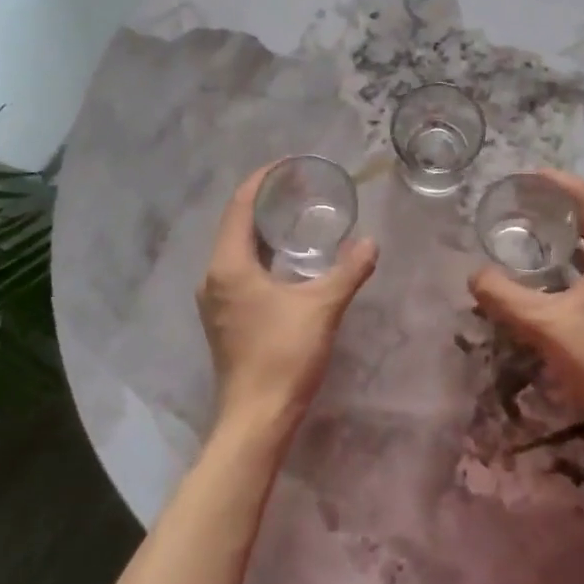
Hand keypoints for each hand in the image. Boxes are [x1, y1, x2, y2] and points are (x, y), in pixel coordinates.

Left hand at [197, 164, 377, 443]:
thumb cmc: (284, 355)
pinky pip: (238, 271)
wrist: (256, 418)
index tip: (286, 166)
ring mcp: (214, 301)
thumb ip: (349, 270)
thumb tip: (371, 242)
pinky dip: (259, 255)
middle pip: (235, 225)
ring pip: (236, 250)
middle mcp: (213, 277)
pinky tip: (285, 261)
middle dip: (264, 204)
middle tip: (298, 189)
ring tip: (294, 217)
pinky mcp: (223, 319)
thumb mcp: (322, 307)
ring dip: (261, 231)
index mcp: (229, 266)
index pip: (239, 207)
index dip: (260, 181)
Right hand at [469, 170, 583, 431]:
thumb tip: (475, 275)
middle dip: (561, 203)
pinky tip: (554, 270)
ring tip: (533, 230)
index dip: (557, 182)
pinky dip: (580, 253)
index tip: (526, 177)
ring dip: (571, 230)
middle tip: (523, 203)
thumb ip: (504, 296)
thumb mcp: (544, 324)